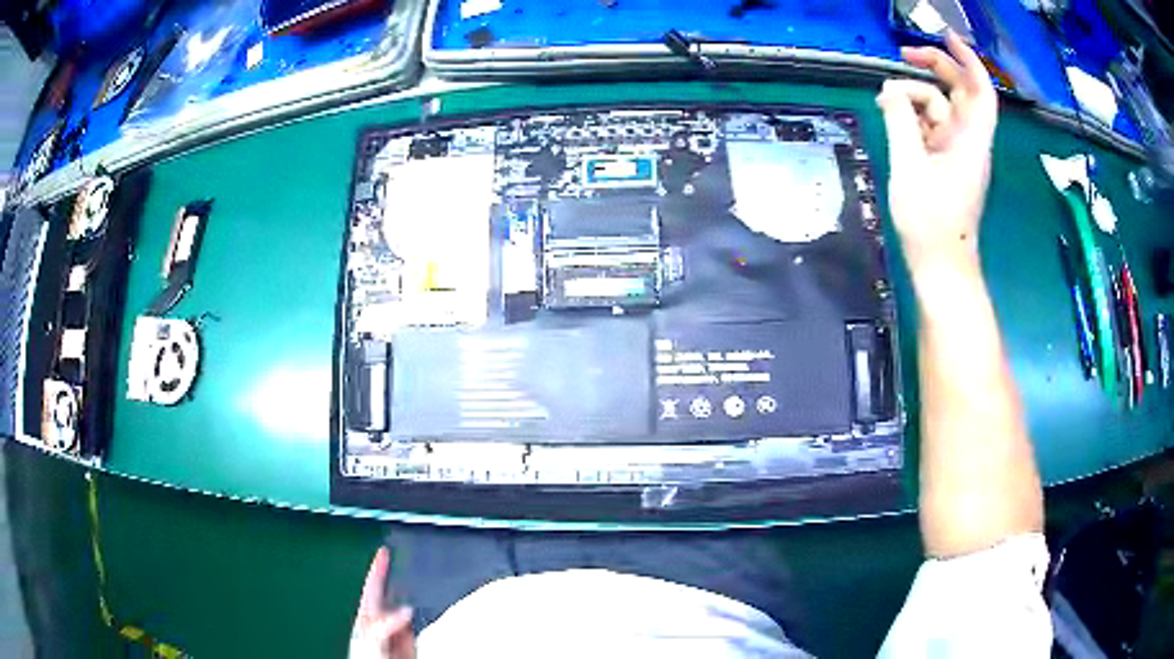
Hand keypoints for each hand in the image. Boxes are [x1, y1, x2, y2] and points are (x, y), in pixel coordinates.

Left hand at [349, 548, 415, 658]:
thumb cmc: (366, 658)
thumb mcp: (368, 639)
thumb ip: (383, 624)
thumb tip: (406, 609)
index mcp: (366, 617)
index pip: (372, 588)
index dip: (378, 570)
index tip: (384, 551)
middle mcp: (382, 623)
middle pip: (393, 597)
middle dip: (401, 583)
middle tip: (411, 564)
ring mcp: (397, 634)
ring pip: (407, 612)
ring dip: (415, 601)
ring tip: (424, 586)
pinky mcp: (411, 645)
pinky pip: (419, 627)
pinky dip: (424, 619)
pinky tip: (428, 612)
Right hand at [877, 31, 997, 274]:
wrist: (941, 265)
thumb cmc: (930, 223)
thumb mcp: (909, 167)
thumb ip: (900, 122)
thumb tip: (888, 91)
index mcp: (970, 141)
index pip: (980, 90)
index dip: (967, 60)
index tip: (945, 37)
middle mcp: (968, 141)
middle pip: (960, 92)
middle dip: (934, 68)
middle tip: (903, 56)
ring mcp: (957, 151)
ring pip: (941, 108)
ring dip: (915, 96)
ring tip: (885, 100)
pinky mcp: (945, 162)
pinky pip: (932, 126)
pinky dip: (913, 116)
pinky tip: (893, 119)